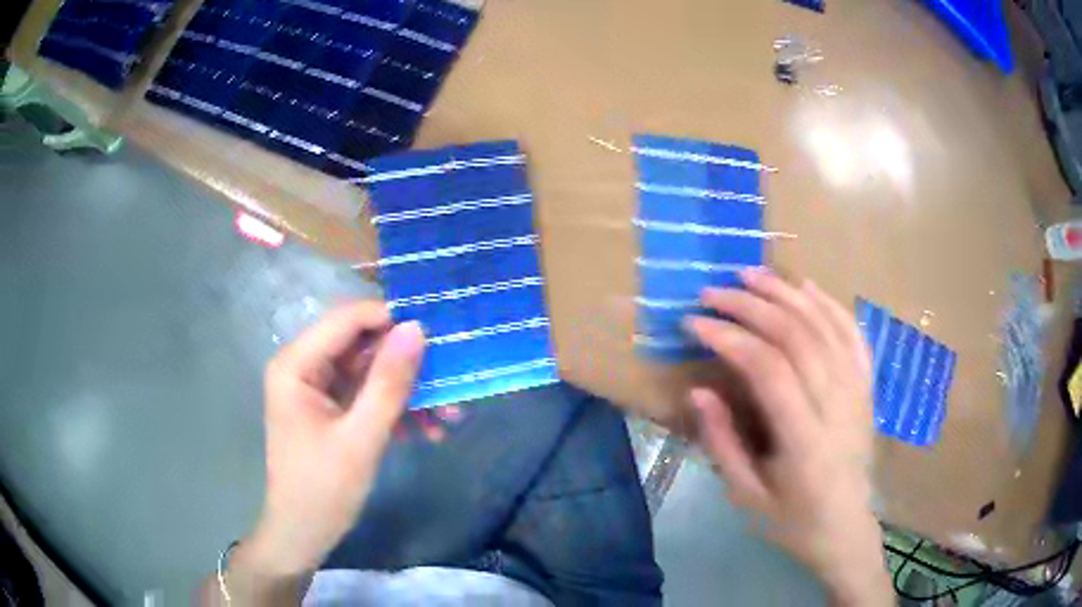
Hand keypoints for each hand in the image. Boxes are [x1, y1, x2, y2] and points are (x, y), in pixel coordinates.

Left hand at [239, 302, 424, 580]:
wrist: (303, 534)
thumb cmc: (323, 489)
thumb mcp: (361, 438)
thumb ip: (388, 383)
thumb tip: (416, 328)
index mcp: (296, 364)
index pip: (347, 319)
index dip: (392, 319)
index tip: (439, 333)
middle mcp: (304, 366)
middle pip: (362, 344)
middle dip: (407, 364)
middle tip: (450, 380)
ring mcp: (318, 387)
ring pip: (370, 371)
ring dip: (408, 391)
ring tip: (448, 417)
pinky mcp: (331, 408)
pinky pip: (368, 394)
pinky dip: (396, 409)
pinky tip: (425, 432)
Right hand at [686, 269, 889, 605]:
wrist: (847, 528)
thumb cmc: (792, 519)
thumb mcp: (747, 496)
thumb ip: (723, 443)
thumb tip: (699, 390)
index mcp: (805, 440)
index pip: (768, 369)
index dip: (730, 338)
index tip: (694, 323)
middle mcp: (837, 405)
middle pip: (796, 337)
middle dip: (751, 307)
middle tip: (713, 292)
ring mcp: (857, 391)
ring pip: (824, 326)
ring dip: (786, 294)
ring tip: (751, 274)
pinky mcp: (867, 386)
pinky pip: (852, 333)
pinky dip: (829, 304)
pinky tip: (807, 286)